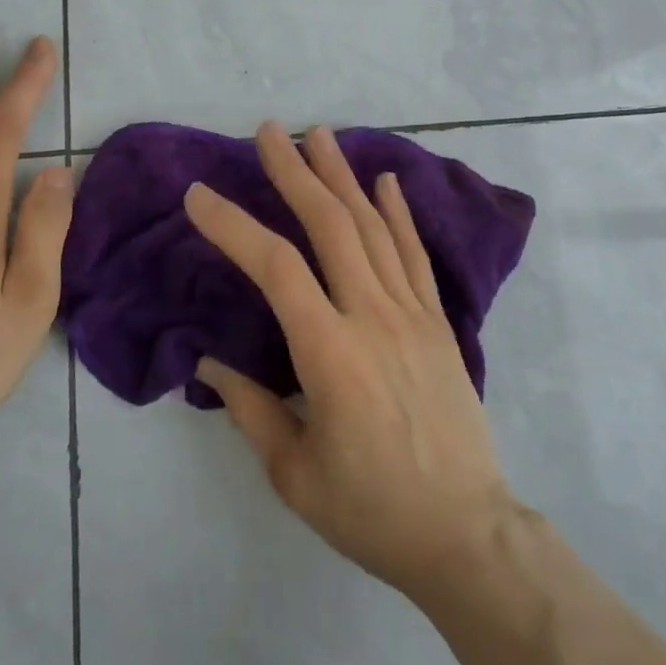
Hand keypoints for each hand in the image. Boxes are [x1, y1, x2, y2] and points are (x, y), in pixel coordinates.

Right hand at [187, 123, 519, 600]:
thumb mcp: (294, 474)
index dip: (234, 225)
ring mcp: (412, 313)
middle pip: (331, 226)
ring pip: (373, 227)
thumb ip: (250, 410)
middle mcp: (372, 317)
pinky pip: (414, 255)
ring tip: (319, 134)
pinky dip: (398, 213)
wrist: (467, 533)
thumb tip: (210, 363)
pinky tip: (385, 180)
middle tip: (268, 130)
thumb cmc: (372, 511)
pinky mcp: (438, 321)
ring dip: (342, 176)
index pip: (275, 268)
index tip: (198, 195)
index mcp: (330, 354)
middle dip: (295, 172)